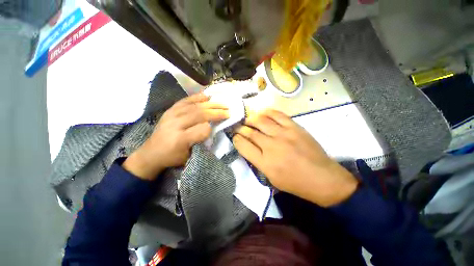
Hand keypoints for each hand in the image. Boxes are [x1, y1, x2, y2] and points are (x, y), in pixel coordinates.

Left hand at [123, 94, 228, 179]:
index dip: (212, 127)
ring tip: (221, 103)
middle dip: (216, 112)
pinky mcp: (170, 111)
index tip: (220, 126)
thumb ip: (200, 143)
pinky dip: (197, 97)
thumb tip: (210, 128)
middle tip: (228, 110)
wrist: (150, 153)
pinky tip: (206, 96)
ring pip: (194, 106)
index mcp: (180, 140)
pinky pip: (185, 101)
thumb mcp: (188, 157)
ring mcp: (171, 115)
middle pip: (200, 114)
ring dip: (210, 104)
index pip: (202, 130)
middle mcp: (175, 125)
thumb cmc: (172, 157)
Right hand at [233, 110, 357, 206]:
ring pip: (261, 121)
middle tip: (238, 126)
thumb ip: (257, 161)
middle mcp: (272, 146)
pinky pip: (277, 115)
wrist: (323, 178)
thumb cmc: (295, 183)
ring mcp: (284, 135)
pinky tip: (262, 112)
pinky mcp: (295, 127)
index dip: (236, 139)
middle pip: (250, 132)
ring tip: (248, 119)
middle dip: (241, 128)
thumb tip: (248, 146)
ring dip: (251, 119)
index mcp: (265, 163)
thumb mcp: (271, 178)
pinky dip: (267, 112)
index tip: (235, 136)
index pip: (243, 146)